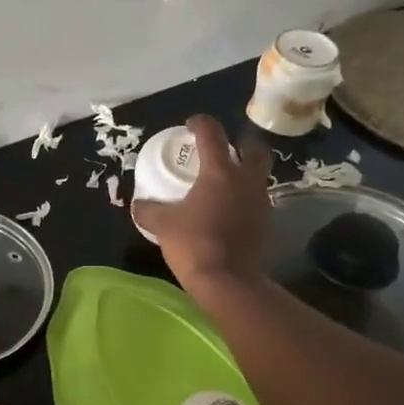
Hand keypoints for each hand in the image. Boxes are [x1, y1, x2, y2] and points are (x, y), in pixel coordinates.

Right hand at [132, 114, 274, 295]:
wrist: (227, 280)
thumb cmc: (193, 244)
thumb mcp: (162, 225)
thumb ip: (148, 210)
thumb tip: (137, 205)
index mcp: (220, 171)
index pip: (212, 134)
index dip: (201, 123)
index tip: (191, 124)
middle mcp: (246, 180)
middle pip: (253, 148)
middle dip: (240, 143)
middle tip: (224, 148)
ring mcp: (260, 201)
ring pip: (258, 176)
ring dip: (244, 173)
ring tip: (224, 182)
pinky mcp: (266, 223)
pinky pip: (256, 201)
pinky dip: (244, 199)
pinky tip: (229, 211)